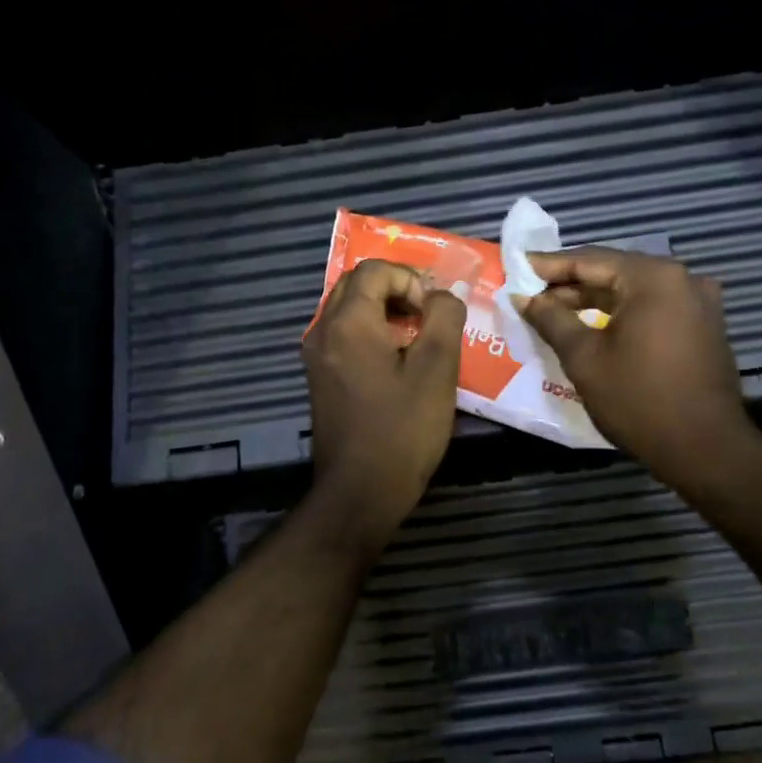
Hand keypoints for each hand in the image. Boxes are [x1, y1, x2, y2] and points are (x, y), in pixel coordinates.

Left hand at [302, 260, 466, 548]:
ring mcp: (317, 357)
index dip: (411, 279)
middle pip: (356, 284)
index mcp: (347, 323)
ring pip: (348, 310)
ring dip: (384, 310)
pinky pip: (344, 335)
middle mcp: (322, 331)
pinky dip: (371, 332)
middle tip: (429, 314)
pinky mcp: (320, 378)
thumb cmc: (402, 429)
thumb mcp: (437, 369)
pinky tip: (398, 360)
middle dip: (396, 289)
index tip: (435, 310)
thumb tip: (442, 295)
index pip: (375, 270)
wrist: (360, 492)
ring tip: (419, 336)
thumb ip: (444, 317)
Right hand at [520, 249, 752, 488]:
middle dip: (570, 283)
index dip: (548, 266)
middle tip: (530, 293)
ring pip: (633, 290)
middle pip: (613, 271)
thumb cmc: (638, 400)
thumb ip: (551, 319)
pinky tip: (593, 324)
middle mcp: (681, 278)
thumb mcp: (584, 358)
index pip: (589, 260)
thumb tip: (524, 297)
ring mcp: (697, 301)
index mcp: (652, 277)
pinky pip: (653, 307)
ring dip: (594, 299)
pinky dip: (621, 312)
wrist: (705, 449)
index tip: (516, 268)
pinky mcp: (703, 325)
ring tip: (554, 310)